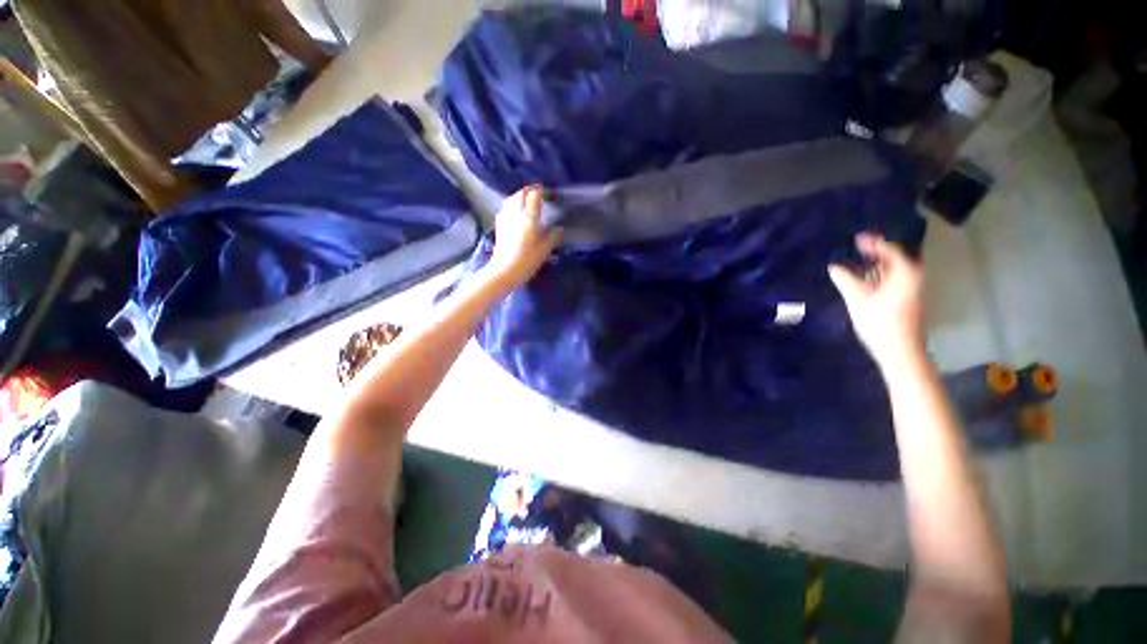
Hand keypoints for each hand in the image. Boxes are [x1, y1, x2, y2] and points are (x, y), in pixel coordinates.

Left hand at [484, 185, 562, 288]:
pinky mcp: (499, 226)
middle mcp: (516, 214)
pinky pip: (505, 208)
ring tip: (524, 197)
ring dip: (518, 195)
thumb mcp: (544, 251)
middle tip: (535, 191)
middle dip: (528, 190)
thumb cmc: (527, 261)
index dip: (538, 191)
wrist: (505, 270)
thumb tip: (558, 229)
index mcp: (529, 218)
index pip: (534, 198)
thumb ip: (551, 237)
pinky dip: (510, 204)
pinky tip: (512, 209)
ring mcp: (506, 219)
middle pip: (520, 195)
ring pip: (511, 199)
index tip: (544, 189)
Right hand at [828, 234, 924, 367]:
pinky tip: (867, 279)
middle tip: (859, 247)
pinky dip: (881, 275)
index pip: (891, 251)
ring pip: (896, 271)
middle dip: (878, 252)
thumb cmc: (881, 324)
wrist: (900, 352)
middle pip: (896, 259)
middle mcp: (912, 279)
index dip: (874, 243)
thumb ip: (846, 282)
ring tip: (861, 260)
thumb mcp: (858, 301)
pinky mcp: (906, 301)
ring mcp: (911, 291)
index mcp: (905, 275)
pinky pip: (894, 280)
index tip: (857, 238)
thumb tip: (834, 267)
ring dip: (879, 264)